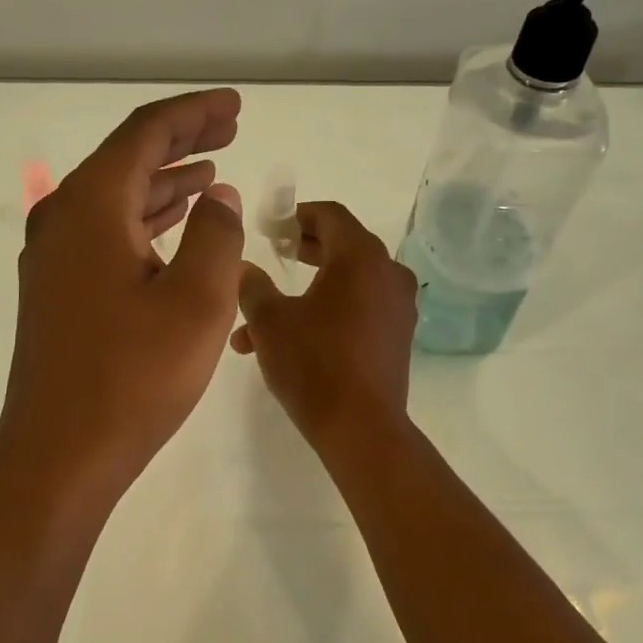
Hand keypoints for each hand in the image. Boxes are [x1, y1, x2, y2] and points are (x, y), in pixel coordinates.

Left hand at [0, 89, 246, 497]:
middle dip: (181, 140)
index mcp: (91, 205)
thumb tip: (218, 198)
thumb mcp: (198, 299)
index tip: (234, 106)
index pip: (146, 133)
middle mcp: (62, 218)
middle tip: (229, 129)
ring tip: (210, 173)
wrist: (60, 452)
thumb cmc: (134, 374)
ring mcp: (54, 256)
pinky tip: (175, 227)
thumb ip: (217, 235)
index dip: (194, 114)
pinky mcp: (57, 290)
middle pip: (127, 158)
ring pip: (115, 197)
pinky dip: (144, 220)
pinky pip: (106, 232)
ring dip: (164, 182)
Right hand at [230, 200, 418, 448]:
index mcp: (360, 257)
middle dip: (304, 249)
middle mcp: (387, 274)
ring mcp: (397, 307)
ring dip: (308, 290)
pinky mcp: (397, 337)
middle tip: (274, 254)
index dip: (298, 215)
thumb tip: (244, 268)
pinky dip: (327, 312)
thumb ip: (252, 285)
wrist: (360, 428)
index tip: (272, 227)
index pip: (331, 215)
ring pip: (347, 283)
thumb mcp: (269, 320)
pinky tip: (291, 340)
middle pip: (343, 245)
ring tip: (263, 317)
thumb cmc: (313, 363)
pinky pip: (359, 309)